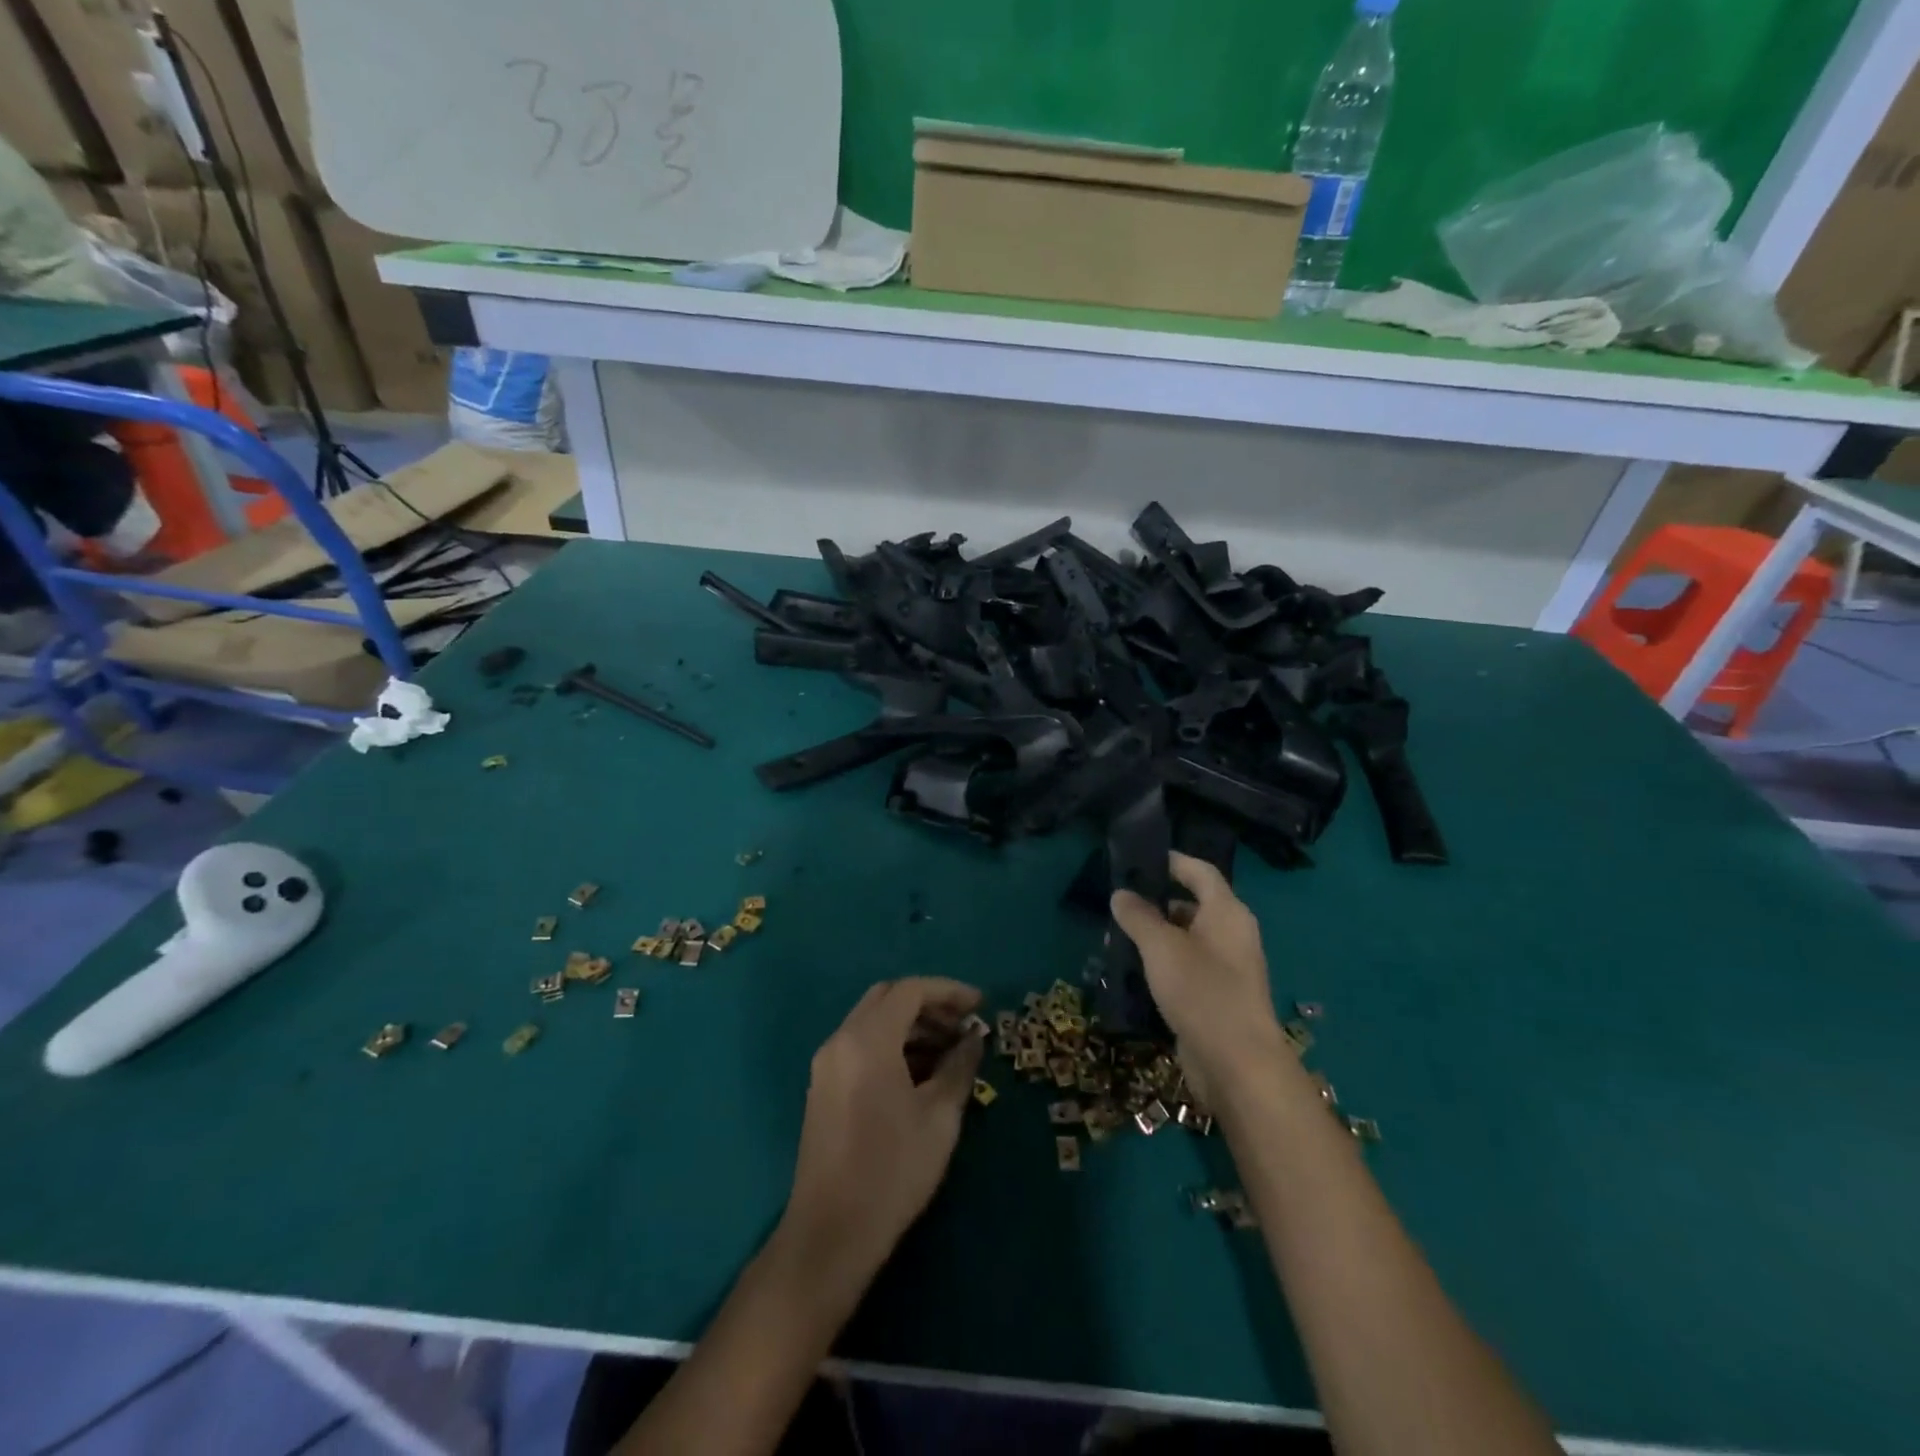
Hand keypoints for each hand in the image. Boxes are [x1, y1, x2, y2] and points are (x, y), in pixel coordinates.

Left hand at [778, 978, 985, 1296]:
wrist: (831, 1234)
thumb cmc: (892, 1171)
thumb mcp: (940, 1117)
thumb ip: (959, 1066)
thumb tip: (973, 1039)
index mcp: (867, 1040)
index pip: (910, 990)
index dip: (949, 991)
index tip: (981, 1005)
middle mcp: (840, 1040)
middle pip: (887, 998)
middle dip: (929, 1005)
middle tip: (964, 1025)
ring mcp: (827, 1064)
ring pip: (873, 1022)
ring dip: (911, 1026)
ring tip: (950, 1052)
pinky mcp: (823, 1087)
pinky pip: (861, 1046)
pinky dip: (892, 1045)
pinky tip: (921, 1074)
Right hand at [1111, 853, 1284, 1101]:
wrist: (1238, 1064)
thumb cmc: (1201, 991)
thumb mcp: (1161, 947)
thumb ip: (1138, 916)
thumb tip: (1121, 894)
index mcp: (1227, 912)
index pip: (1200, 871)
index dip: (1172, 861)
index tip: (1139, 859)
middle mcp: (1232, 934)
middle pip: (1193, 904)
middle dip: (1156, 902)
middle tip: (1119, 903)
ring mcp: (1228, 968)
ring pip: (1187, 939)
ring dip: (1156, 935)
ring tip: (1118, 937)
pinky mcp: (1218, 997)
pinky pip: (1188, 967)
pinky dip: (1164, 963)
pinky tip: (1135, 972)